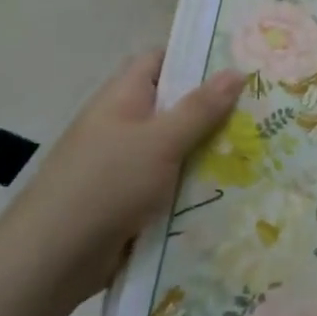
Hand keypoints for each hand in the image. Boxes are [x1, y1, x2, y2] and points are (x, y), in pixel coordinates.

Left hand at [11, 51, 244, 307]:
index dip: (194, 57)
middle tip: (262, 109)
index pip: (159, 60)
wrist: (54, 257)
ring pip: (176, 147)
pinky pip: (170, 182)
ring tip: (260, 149)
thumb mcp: (161, 141)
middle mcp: (122, 124)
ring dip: (208, 151)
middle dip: (213, 109)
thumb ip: (200, 108)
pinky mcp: (130, 200)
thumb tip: (237, 71)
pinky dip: (194, 184)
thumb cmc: (107, 183)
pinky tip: (232, 189)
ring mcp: (124, 164)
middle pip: (173, 106)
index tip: (238, 63)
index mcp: (122, 97)